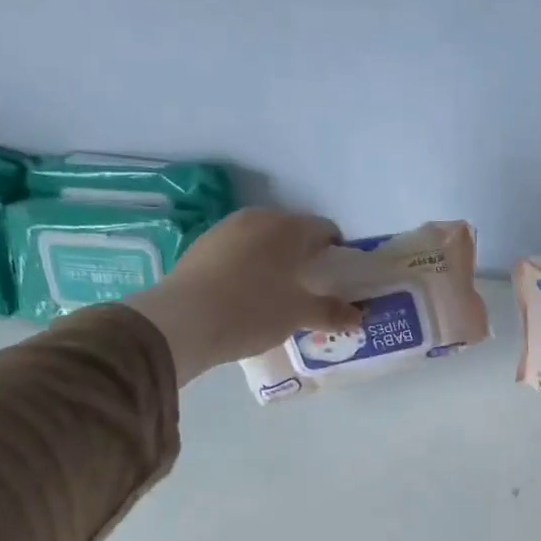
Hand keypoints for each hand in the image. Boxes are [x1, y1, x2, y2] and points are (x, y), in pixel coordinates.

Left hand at [124, 209, 361, 382]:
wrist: (182, 322)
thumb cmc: (252, 310)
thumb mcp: (298, 315)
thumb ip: (332, 312)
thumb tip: (359, 316)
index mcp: (286, 227)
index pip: (324, 229)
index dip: (338, 252)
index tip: (340, 279)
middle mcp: (256, 219)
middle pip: (293, 233)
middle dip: (306, 257)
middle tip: (312, 290)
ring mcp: (224, 231)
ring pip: (263, 242)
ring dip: (277, 263)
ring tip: (279, 296)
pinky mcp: (201, 249)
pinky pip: (239, 253)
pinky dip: (251, 269)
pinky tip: (248, 297)